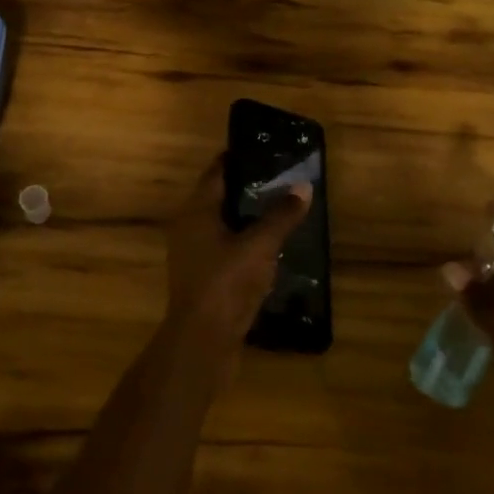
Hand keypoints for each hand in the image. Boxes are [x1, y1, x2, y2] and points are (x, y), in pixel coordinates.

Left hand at [162, 158, 311, 374]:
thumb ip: (281, 216)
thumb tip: (303, 186)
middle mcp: (189, 227)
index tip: (267, 150)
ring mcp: (194, 255)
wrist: (202, 343)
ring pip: (224, 225)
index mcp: (196, 210)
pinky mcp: (204, 278)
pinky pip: (226, 249)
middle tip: (282, 178)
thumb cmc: (226, 283)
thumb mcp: (259, 246)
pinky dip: (246, 243)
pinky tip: (271, 248)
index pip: (217, 172)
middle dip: (249, 188)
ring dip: (249, 218)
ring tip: (282, 210)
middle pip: (220, 197)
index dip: (239, 159)